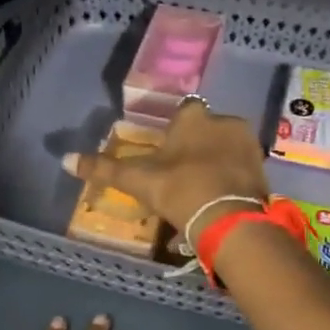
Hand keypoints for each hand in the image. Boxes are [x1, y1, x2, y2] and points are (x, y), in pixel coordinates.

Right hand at [62, 97, 268, 236]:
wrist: (227, 218)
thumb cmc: (178, 188)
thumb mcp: (136, 179)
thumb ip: (103, 168)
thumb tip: (66, 159)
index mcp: (194, 117)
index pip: (183, 112)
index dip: (175, 131)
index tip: (167, 152)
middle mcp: (225, 122)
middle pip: (207, 131)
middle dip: (196, 149)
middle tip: (182, 177)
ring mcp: (248, 145)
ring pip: (226, 151)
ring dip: (215, 165)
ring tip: (200, 194)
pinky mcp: (263, 170)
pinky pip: (241, 171)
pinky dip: (230, 183)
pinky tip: (218, 203)